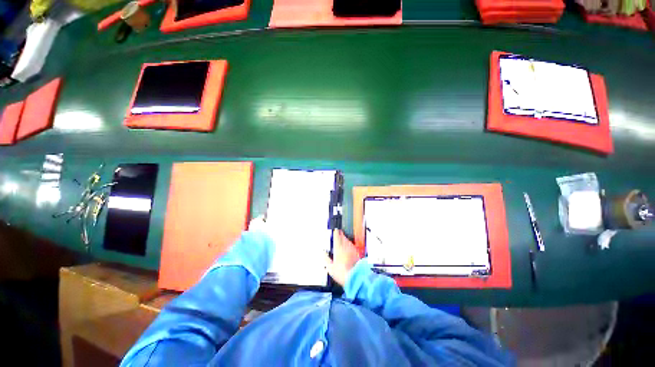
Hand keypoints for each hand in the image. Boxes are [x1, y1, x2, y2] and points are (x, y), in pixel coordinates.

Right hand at [324, 230, 360, 286]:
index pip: (337, 237)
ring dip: (345, 238)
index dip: (336, 232)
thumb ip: (326, 259)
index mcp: (338, 249)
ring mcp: (352, 250)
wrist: (355, 278)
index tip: (335, 230)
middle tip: (339, 232)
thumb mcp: (330, 268)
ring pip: (348, 241)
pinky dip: (350, 244)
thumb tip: (323, 253)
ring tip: (343, 238)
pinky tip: (349, 246)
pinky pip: (352, 246)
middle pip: (343, 237)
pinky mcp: (357, 253)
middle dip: (341, 234)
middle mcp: (346, 247)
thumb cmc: (342, 273)